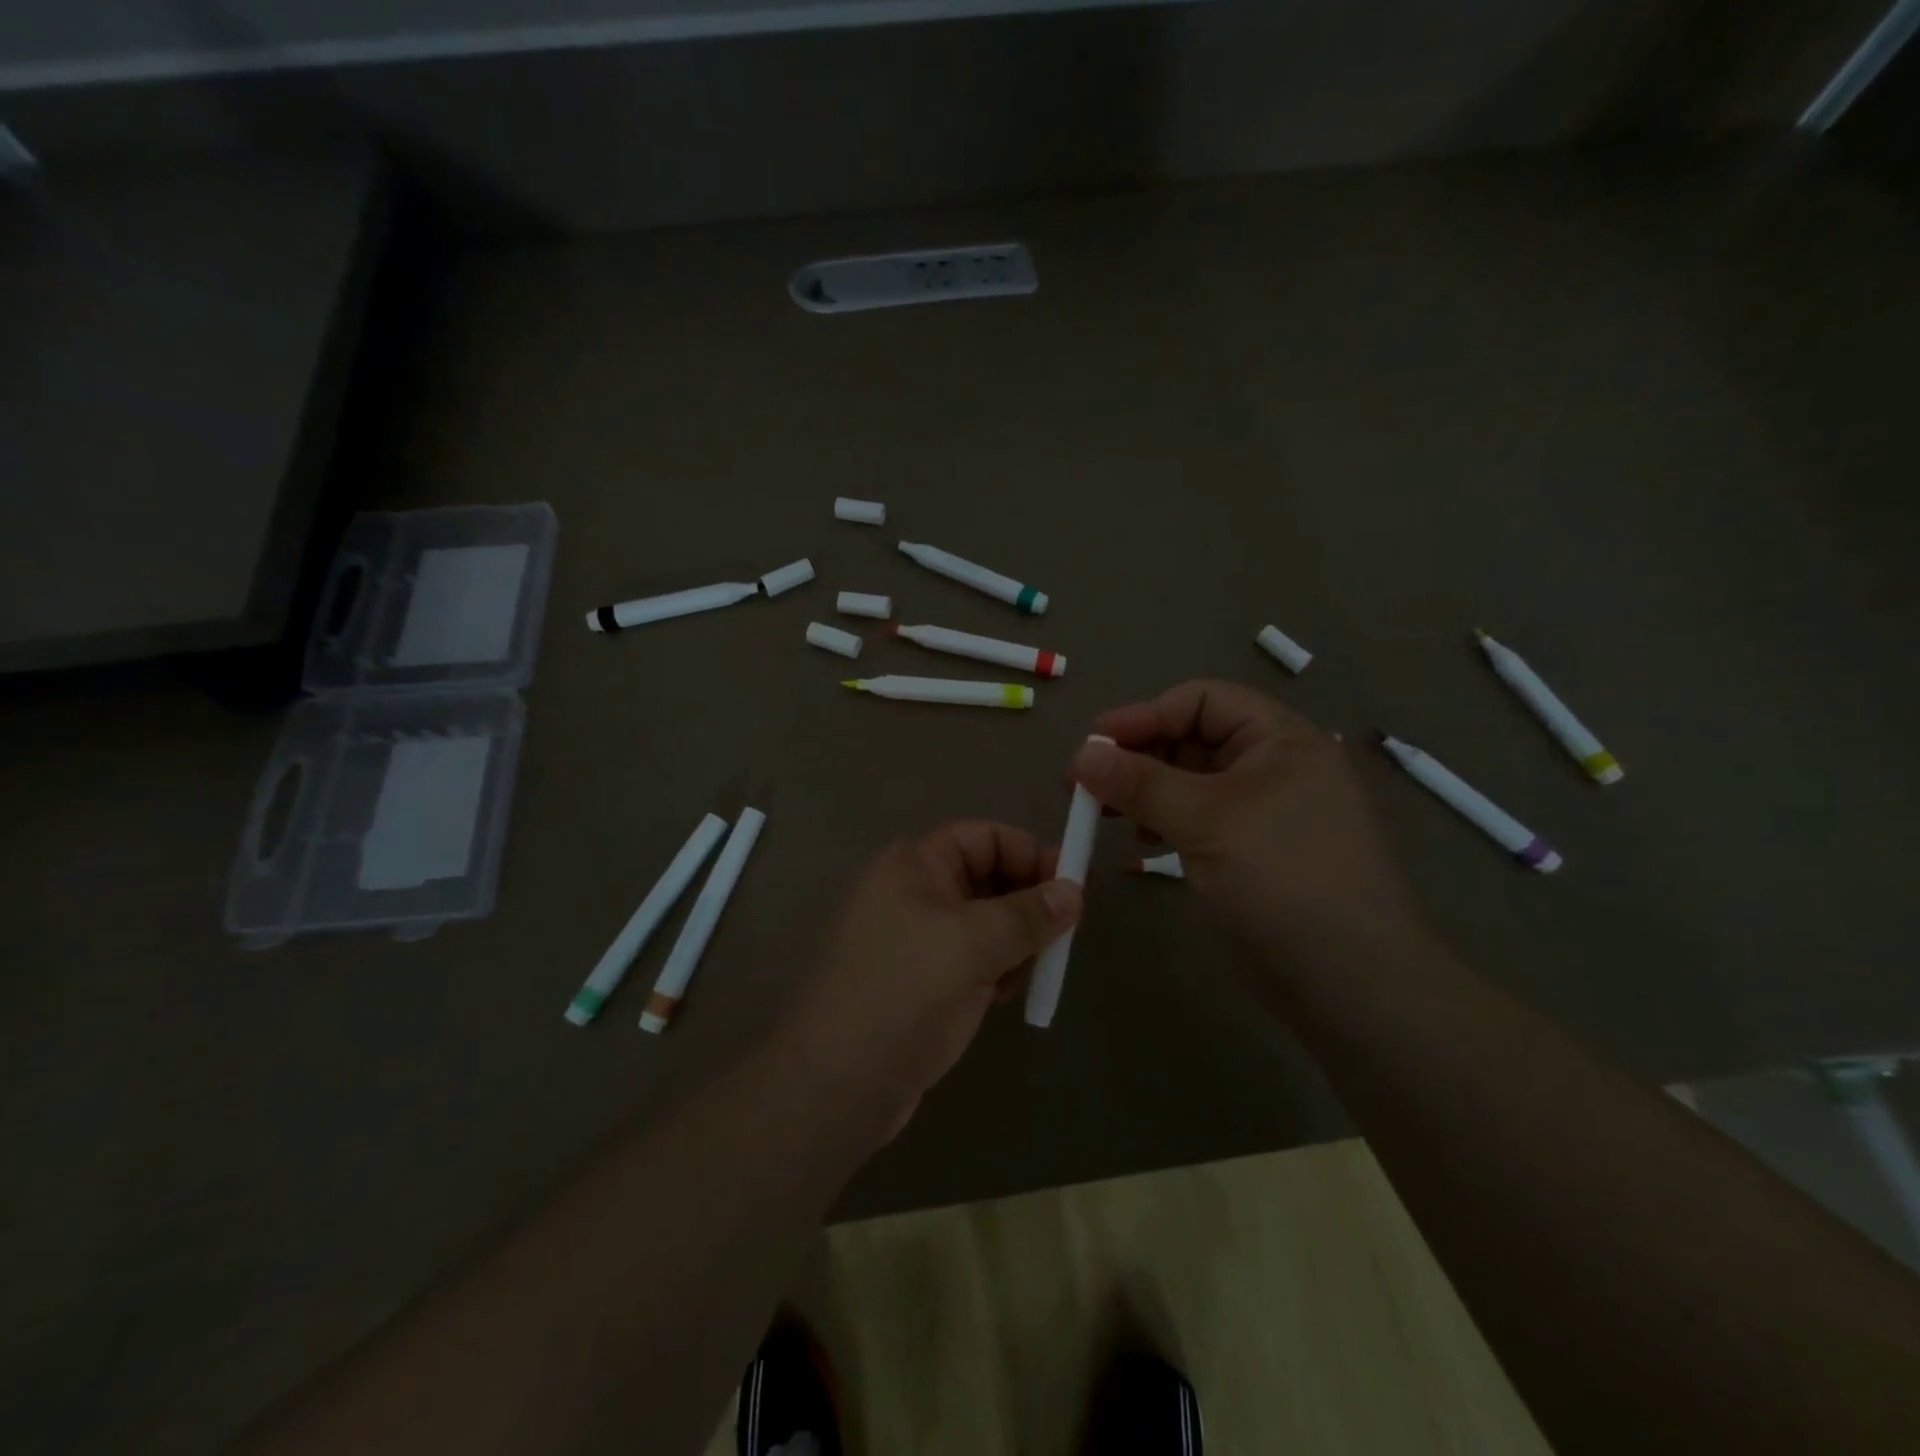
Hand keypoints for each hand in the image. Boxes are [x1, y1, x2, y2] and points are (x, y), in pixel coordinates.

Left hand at [781, 822, 1081, 1133]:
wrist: (839, 1083)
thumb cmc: (906, 992)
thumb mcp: (974, 944)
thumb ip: (1029, 914)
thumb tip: (1075, 890)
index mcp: (915, 865)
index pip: (984, 837)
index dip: (1030, 853)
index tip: (1073, 887)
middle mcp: (914, 892)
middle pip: (987, 878)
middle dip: (1028, 902)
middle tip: (1065, 933)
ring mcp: (917, 939)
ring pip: (985, 922)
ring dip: (1017, 940)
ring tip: (1037, 968)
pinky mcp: (923, 980)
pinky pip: (974, 958)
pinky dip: (998, 968)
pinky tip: (1008, 993)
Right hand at [1071, 680, 1422, 970]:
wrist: (1351, 981)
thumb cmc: (1282, 879)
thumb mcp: (1206, 821)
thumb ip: (1140, 783)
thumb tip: (1080, 755)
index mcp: (1279, 738)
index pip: (1201, 701)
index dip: (1144, 715)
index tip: (1093, 745)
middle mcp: (1273, 764)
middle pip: (1192, 737)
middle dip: (1138, 755)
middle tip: (1084, 783)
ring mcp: (1264, 809)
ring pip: (1190, 780)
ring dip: (1144, 789)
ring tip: (1102, 812)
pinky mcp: (1252, 848)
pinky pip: (1199, 816)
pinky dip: (1164, 820)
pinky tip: (1141, 840)